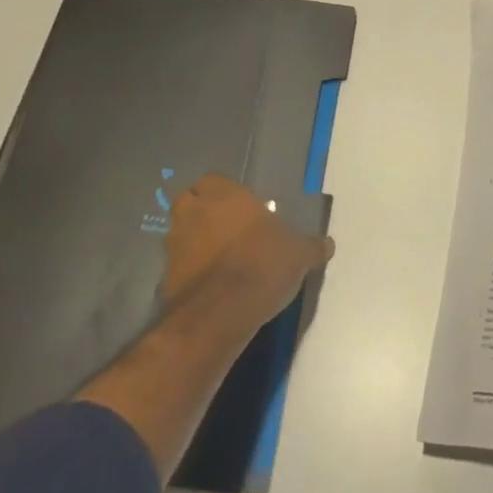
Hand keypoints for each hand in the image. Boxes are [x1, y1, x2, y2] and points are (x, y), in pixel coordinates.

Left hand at [162, 174, 333, 333]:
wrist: (221, 312)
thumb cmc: (263, 265)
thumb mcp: (298, 254)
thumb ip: (311, 246)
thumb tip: (328, 244)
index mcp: (225, 195)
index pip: (213, 180)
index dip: (224, 193)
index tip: (240, 208)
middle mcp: (195, 212)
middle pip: (189, 201)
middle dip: (201, 211)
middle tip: (224, 227)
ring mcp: (175, 244)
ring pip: (179, 232)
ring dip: (192, 240)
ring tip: (215, 257)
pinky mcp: (165, 275)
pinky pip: (176, 264)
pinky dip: (187, 270)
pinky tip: (207, 284)